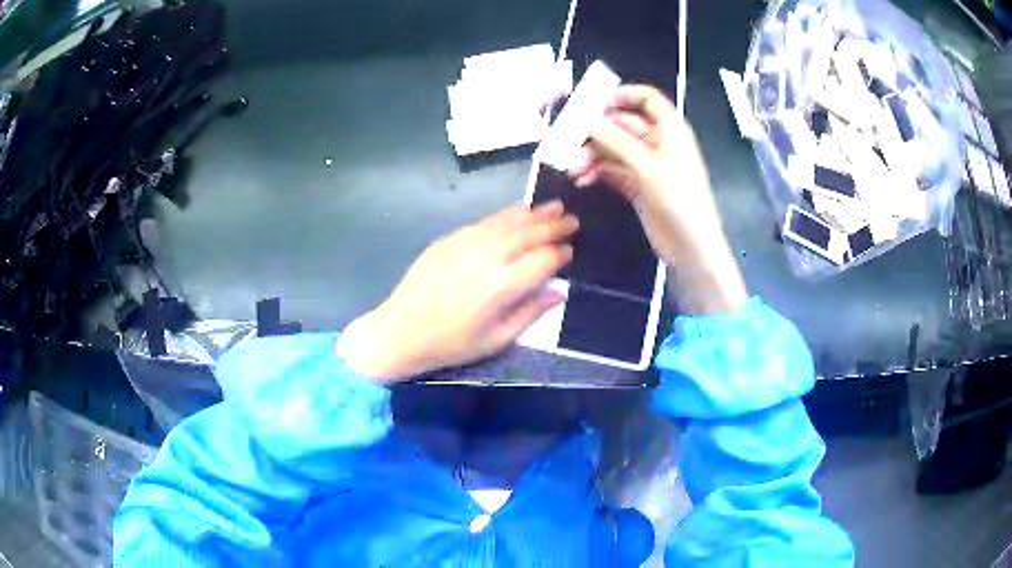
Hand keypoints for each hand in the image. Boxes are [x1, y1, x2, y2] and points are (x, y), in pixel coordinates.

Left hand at [337, 202, 577, 381]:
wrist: (400, 330)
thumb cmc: (450, 344)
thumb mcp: (496, 340)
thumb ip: (530, 314)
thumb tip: (558, 293)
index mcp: (500, 287)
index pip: (541, 260)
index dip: (560, 253)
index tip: (571, 251)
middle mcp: (485, 258)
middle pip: (528, 233)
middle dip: (554, 225)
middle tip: (573, 219)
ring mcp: (465, 243)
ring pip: (507, 221)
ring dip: (534, 213)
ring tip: (555, 207)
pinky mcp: (449, 239)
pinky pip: (485, 221)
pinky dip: (507, 215)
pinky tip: (518, 212)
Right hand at [569, 85, 747, 314]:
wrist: (691, 249)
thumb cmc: (680, 202)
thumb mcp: (649, 168)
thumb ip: (616, 140)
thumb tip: (586, 119)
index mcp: (670, 131)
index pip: (647, 99)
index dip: (623, 95)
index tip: (595, 101)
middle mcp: (657, 143)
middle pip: (622, 124)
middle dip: (596, 131)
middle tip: (568, 139)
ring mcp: (646, 165)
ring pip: (612, 149)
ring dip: (591, 154)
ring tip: (572, 168)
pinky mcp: (636, 186)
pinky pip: (610, 170)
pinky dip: (596, 172)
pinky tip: (581, 179)